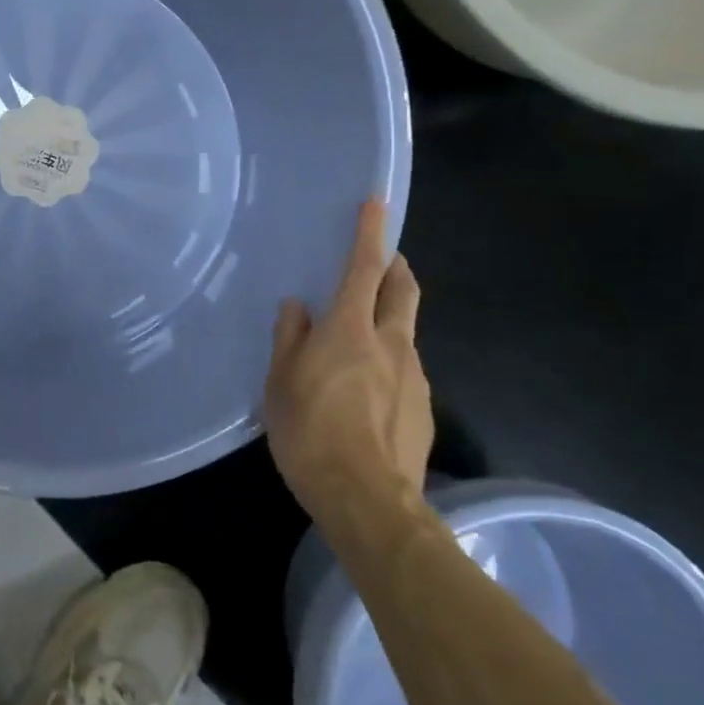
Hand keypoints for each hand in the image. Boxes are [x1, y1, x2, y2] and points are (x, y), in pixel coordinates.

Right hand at [265, 200, 432, 519]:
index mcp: (350, 329)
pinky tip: (367, 394)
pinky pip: (405, 371)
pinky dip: (388, 363)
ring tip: (358, 343)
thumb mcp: (280, 382)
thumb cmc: (310, 431)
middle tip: (383, 262)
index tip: (377, 204)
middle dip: (395, 268)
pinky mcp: (423, 409)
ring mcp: (413, 377)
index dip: (370, 233)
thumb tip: (296, 307)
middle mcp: (391, 343)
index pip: (365, 267)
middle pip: (403, 290)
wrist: (367, 501)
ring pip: (405, 332)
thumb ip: (289, 337)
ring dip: (389, 320)